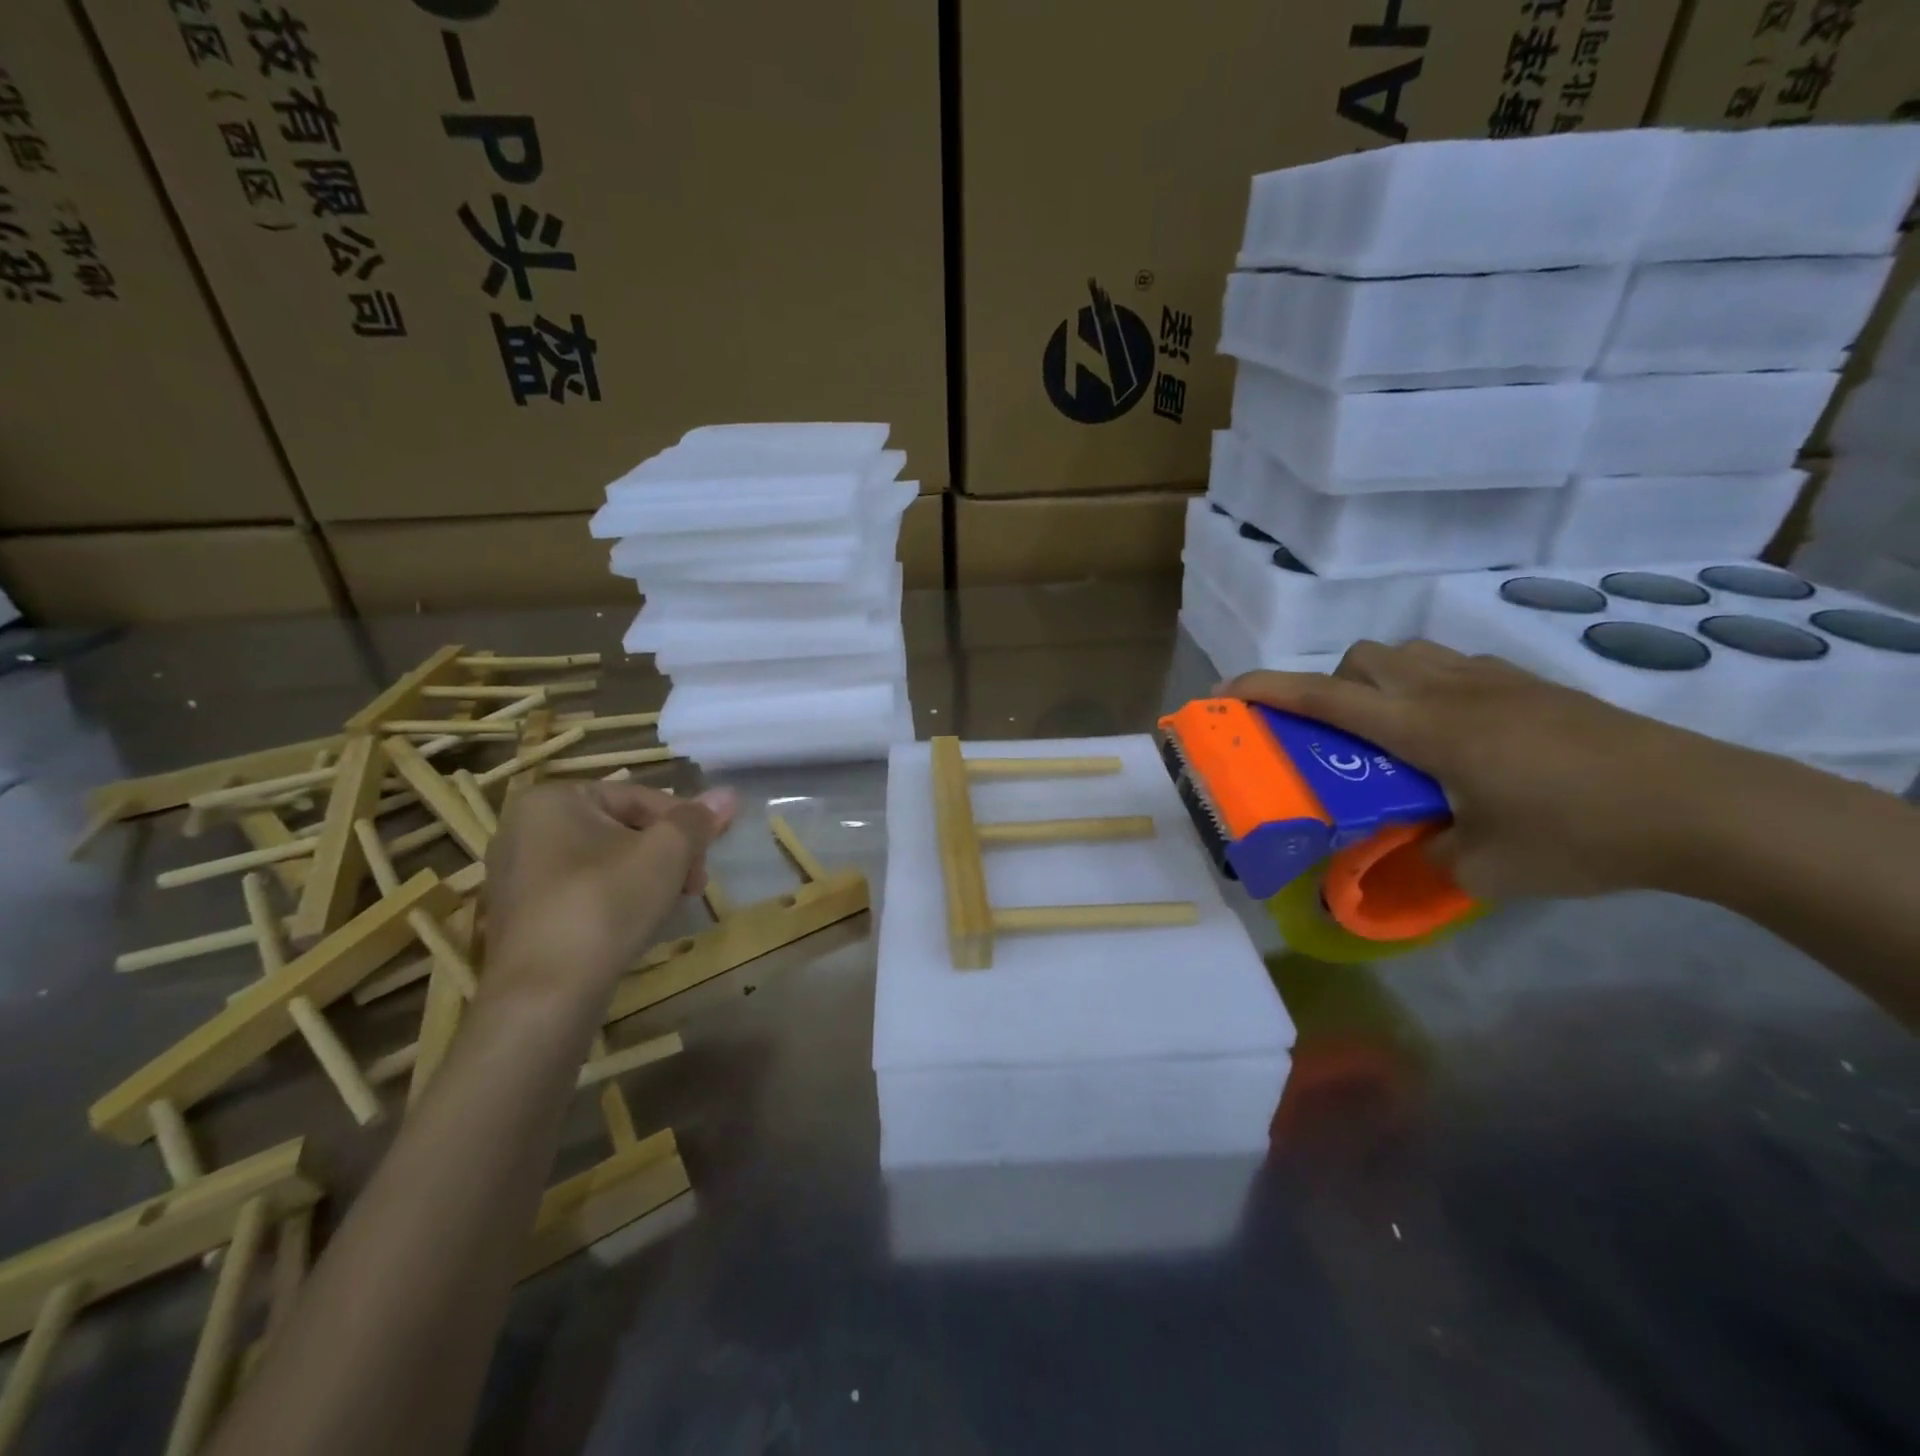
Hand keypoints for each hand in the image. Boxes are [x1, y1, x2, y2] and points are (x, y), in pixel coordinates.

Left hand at [481, 780, 736, 996]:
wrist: (545, 994)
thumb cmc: (605, 904)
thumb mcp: (665, 853)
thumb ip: (697, 820)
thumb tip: (728, 794)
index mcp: (553, 799)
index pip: (638, 798)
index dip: (684, 824)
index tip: (707, 857)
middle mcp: (524, 828)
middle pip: (621, 829)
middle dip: (666, 854)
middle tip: (694, 886)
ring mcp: (516, 875)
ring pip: (603, 862)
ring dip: (646, 877)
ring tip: (670, 906)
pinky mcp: (520, 916)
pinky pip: (580, 892)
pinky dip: (613, 900)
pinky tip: (635, 925)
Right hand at [1225, 641, 1780, 900]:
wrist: (1705, 806)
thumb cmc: (1582, 835)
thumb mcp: (1487, 868)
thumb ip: (1425, 862)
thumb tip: (1395, 865)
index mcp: (1426, 728)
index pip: (1326, 697)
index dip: (1267, 689)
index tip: (1225, 693)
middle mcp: (1450, 689)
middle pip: (1363, 656)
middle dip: (1331, 686)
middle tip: (1339, 739)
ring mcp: (1495, 680)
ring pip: (1408, 652)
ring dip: (1379, 681)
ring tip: (1393, 734)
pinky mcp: (1531, 685)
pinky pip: (1452, 666)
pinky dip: (1428, 685)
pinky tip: (1456, 735)